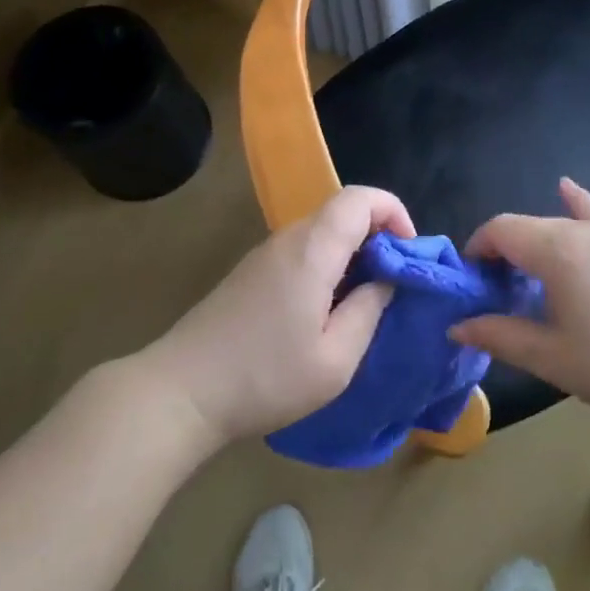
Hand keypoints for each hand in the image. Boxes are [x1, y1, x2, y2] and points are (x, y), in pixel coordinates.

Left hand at [147, 186, 413, 449]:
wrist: (182, 392)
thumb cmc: (266, 377)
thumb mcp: (335, 359)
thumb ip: (369, 310)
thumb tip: (387, 279)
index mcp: (313, 250)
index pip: (360, 198)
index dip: (394, 213)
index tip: (408, 256)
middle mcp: (287, 240)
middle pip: (341, 211)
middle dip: (378, 236)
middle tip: (393, 284)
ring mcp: (264, 255)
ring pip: (321, 231)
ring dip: (352, 253)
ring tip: (364, 302)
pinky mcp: (250, 273)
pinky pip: (301, 251)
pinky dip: (327, 265)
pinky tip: (325, 311)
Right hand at [450, 178, 589, 428]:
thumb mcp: (549, 356)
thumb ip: (498, 335)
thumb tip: (456, 326)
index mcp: (557, 251)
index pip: (500, 230)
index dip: (477, 249)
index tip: (472, 283)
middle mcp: (581, 231)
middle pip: (526, 227)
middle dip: (501, 251)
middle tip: (495, 292)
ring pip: (555, 225)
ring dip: (531, 243)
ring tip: (524, 277)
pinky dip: (575, 202)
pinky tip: (565, 187)